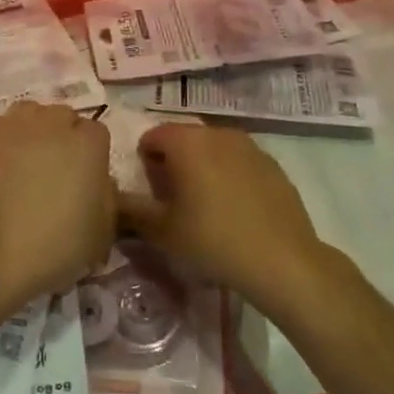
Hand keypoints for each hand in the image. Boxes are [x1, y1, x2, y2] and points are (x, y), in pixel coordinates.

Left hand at [0, 102, 114, 329]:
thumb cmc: (52, 251)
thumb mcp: (101, 234)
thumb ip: (105, 198)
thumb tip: (96, 185)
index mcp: (89, 144)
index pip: (96, 134)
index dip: (89, 157)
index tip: (81, 181)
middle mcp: (53, 122)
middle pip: (61, 118)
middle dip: (59, 139)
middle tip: (49, 174)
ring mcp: (12, 123)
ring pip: (26, 116)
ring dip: (27, 135)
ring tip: (17, 168)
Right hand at [117, 123, 327, 313]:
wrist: (282, 260)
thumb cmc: (212, 240)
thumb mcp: (160, 231)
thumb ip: (130, 210)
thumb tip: (112, 199)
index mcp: (187, 142)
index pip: (153, 136)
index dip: (144, 160)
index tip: (148, 191)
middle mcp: (218, 133)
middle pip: (184, 139)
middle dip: (173, 162)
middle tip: (172, 199)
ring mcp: (250, 147)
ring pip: (214, 149)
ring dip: (202, 167)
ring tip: (203, 205)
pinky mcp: (273, 165)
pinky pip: (239, 162)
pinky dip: (229, 176)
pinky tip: (234, 210)